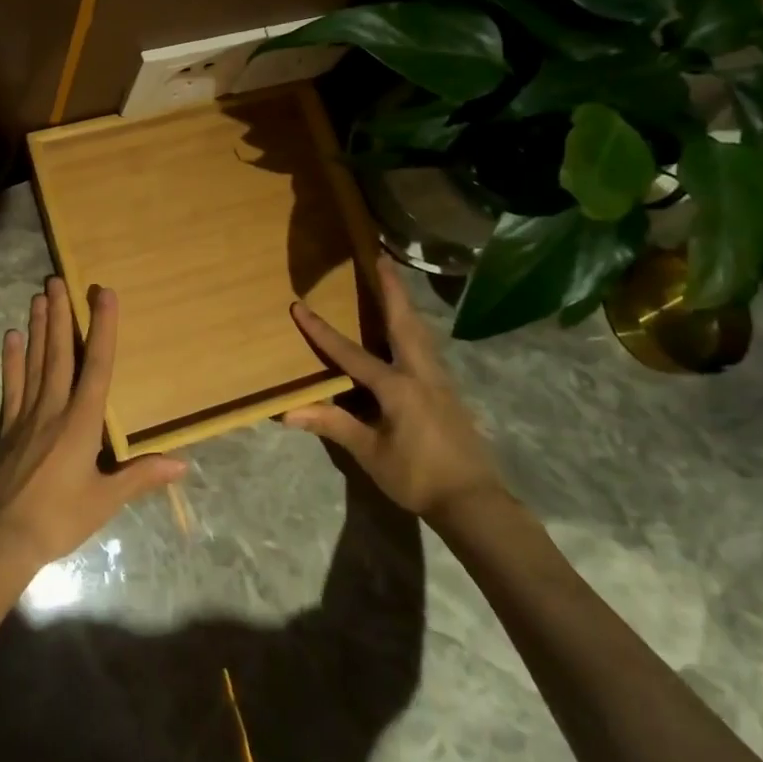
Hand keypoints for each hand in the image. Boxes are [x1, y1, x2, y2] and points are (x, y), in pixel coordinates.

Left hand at [0, 278, 184, 575]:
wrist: (0, 537)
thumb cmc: (58, 518)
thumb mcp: (105, 501)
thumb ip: (140, 476)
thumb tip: (182, 464)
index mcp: (81, 422)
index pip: (97, 366)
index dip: (103, 329)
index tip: (103, 294)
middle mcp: (54, 408)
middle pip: (59, 354)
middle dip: (61, 316)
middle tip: (58, 280)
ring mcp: (26, 415)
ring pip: (35, 362)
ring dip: (38, 328)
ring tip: (38, 296)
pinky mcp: (7, 427)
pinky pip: (11, 385)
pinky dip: (12, 360)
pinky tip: (11, 337)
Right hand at [283, 256, 504, 527]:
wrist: (475, 503)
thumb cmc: (418, 477)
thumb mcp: (371, 453)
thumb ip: (333, 425)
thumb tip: (287, 412)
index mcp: (397, 386)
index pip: (350, 353)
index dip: (322, 331)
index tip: (300, 306)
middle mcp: (421, 373)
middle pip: (403, 322)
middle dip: (391, 289)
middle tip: (381, 257)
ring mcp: (440, 381)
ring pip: (420, 332)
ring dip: (405, 305)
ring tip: (393, 284)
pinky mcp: (449, 393)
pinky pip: (427, 349)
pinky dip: (413, 328)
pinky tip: (408, 332)